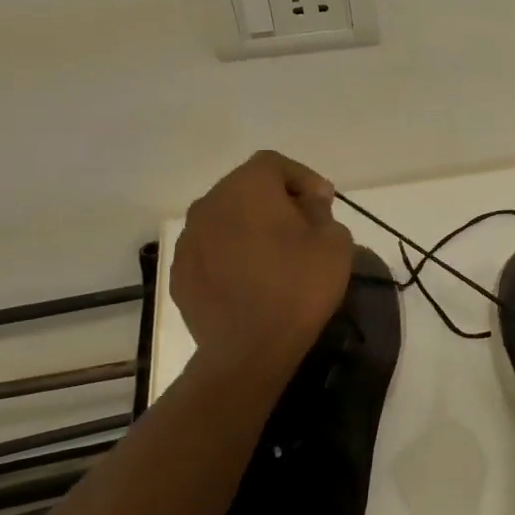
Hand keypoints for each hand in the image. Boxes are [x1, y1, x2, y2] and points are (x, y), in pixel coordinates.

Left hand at [171, 151, 353, 374]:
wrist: (249, 350)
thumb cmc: (299, 286)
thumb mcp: (334, 240)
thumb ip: (320, 210)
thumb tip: (307, 202)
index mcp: (247, 187)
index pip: (274, 164)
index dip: (302, 178)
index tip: (323, 203)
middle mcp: (210, 204)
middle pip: (246, 188)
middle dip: (275, 200)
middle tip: (303, 226)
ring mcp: (189, 240)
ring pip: (226, 219)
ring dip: (250, 227)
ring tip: (276, 255)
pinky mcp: (180, 273)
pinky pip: (211, 250)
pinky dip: (231, 255)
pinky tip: (252, 279)